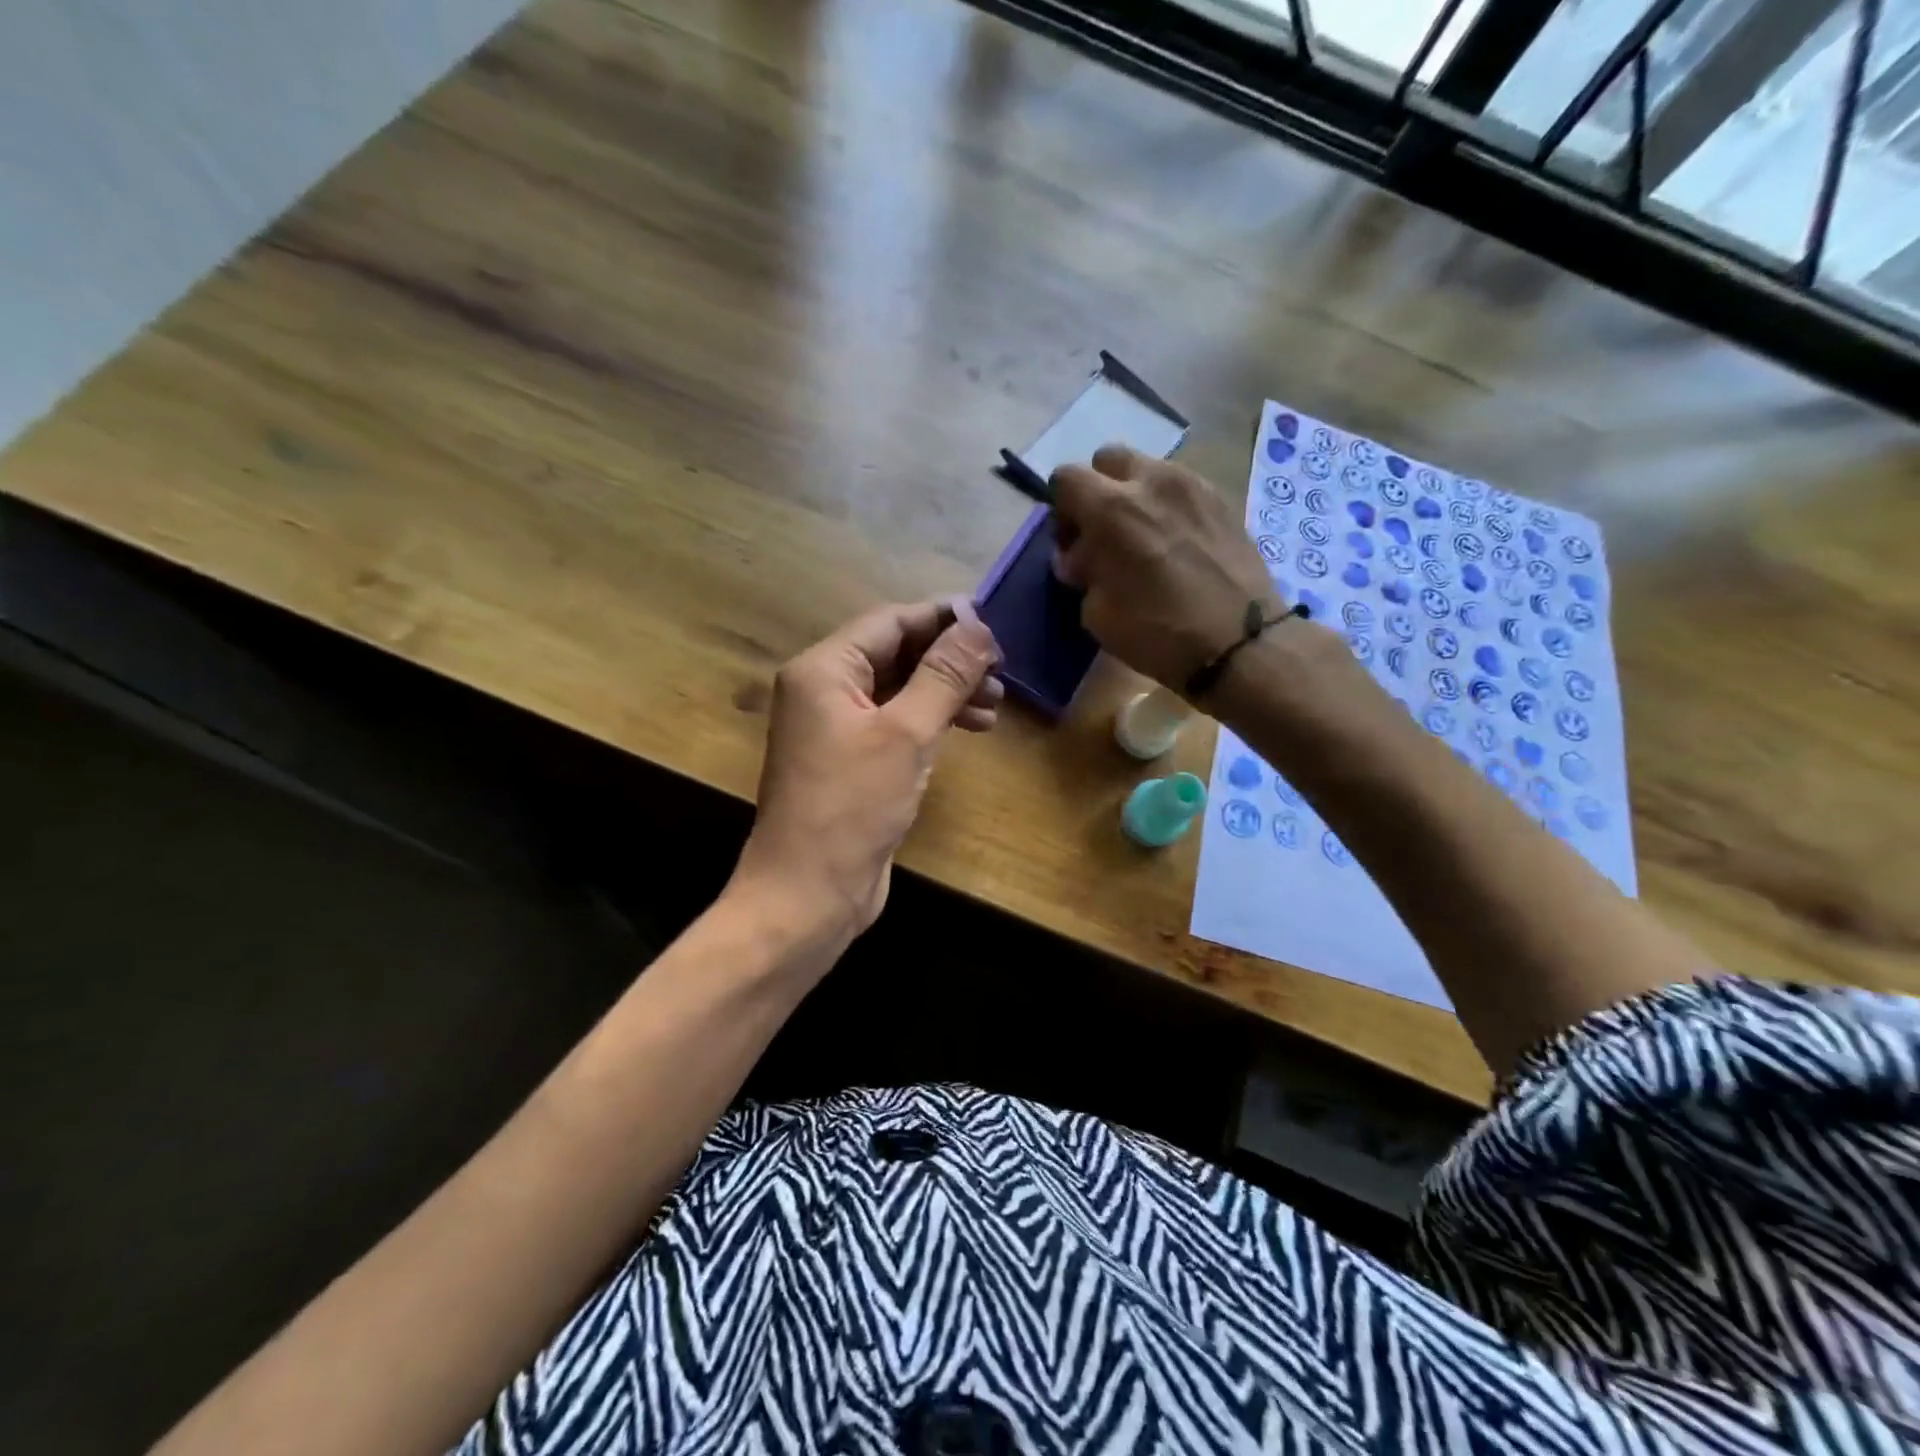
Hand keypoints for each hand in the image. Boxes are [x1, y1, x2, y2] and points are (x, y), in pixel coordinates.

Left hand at [732, 600, 1001, 942]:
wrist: (809, 893)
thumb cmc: (853, 806)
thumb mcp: (906, 733)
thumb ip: (944, 675)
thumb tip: (978, 625)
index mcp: (824, 670)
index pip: (890, 622)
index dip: (943, 618)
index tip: (994, 623)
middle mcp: (824, 690)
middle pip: (895, 653)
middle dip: (949, 659)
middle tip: (1001, 672)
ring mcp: (835, 727)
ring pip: (899, 689)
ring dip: (946, 691)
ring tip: (995, 704)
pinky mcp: (851, 760)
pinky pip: (895, 722)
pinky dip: (931, 720)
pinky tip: (969, 728)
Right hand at [1052, 445, 1280, 693]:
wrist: (1240, 642)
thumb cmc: (1159, 633)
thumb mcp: (1097, 614)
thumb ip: (1083, 574)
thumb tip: (1081, 558)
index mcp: (1112, 508)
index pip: (1066, 478)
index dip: (1061, 511)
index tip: (1072, 545)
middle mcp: (1151, 482)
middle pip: (1108, 460)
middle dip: (1098, 490)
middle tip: (1103, 533)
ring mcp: (1193, 485)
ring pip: (1148, 469)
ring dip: (1135, 495)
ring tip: (1143, 539)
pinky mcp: (1222, 499)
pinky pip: (1181, 487)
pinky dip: (1168, 506)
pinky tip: (1175, 545)